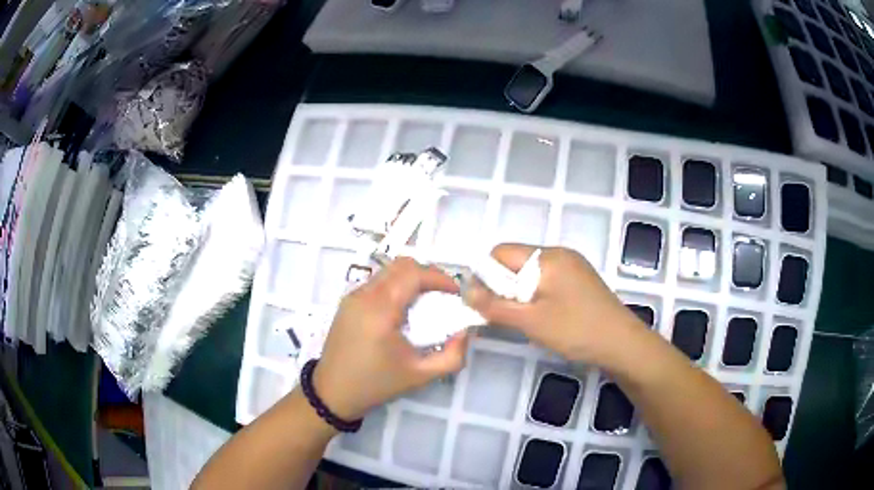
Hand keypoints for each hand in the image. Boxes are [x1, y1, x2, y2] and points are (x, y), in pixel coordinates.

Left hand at [313, 257, 469, 419]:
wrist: (333, 393)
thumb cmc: (377, 384)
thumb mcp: (421, 375)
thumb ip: (452, 355)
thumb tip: (464, 331)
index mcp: (380, 310)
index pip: (413, 273)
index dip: (439, 277)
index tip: (455, 294)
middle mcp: (364, 295)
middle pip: (401, 265)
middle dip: (427, 275)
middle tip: (443, 296)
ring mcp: (352, 296)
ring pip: (388, 271)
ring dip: (410, 280)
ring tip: (425, 304)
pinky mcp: (347, 303)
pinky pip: (377, 283)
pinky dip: (396, 287)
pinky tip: (402, 312)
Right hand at [463, 244, 644, 365]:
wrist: (623, 345)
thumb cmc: (576, 331)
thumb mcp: (531, 321)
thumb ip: (494, 305)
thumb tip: (464, 291)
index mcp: (548, 256)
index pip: (501, 252)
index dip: (486, 276)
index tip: (484, 303)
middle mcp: (560, 254)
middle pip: (516, 262)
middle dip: (503, 286)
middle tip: (507, 315)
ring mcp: (573, 267)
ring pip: (531, 274)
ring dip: (520, 294)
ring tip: (526, 320)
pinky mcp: (580, 282)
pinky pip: (547, 282)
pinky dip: (536, 296)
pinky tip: (544, 318)